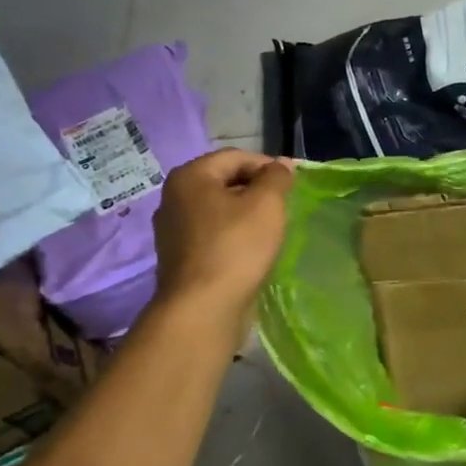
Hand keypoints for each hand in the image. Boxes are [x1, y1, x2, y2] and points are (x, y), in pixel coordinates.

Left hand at [153, 149, 294, 318]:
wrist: (203, 308)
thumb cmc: (236, 248)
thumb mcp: (267, 205)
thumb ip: (277, 178)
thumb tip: (282, 164)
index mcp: (190, 176)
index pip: (237, 157)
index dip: (268, 166)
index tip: (293, 186)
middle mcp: (174, 197)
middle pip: (225, 181)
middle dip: (257, 191)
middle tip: (284, 209)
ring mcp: (172, 230)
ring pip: (219, 210)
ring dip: (246, 215)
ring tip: (271, 231)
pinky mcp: (179, 257)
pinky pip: (212, 235)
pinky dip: (233, 237)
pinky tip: (251, 252)